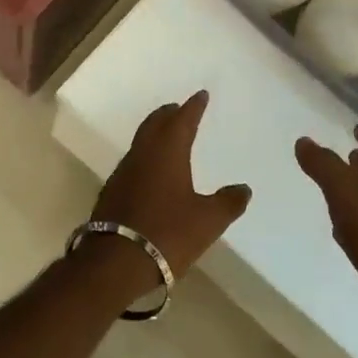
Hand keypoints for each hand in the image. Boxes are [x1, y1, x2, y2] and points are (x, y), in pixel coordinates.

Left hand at [91, 92, 250, 287]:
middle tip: (179, 109)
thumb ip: (228, 203)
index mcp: (167, 152)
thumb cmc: (167, 233)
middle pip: (155, 124)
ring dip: (155, 133)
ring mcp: (123, 173)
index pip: (182, 120)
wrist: (115, 262)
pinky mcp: (113, 192)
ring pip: (141, 142)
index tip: (201, 95)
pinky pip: (133, 162)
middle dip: (169, 114)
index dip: (193, 107)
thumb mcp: (207, 221)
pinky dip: (146, 156)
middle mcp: (143, 154)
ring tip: (168, 136)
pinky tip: (151, 171)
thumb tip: (244, 188)